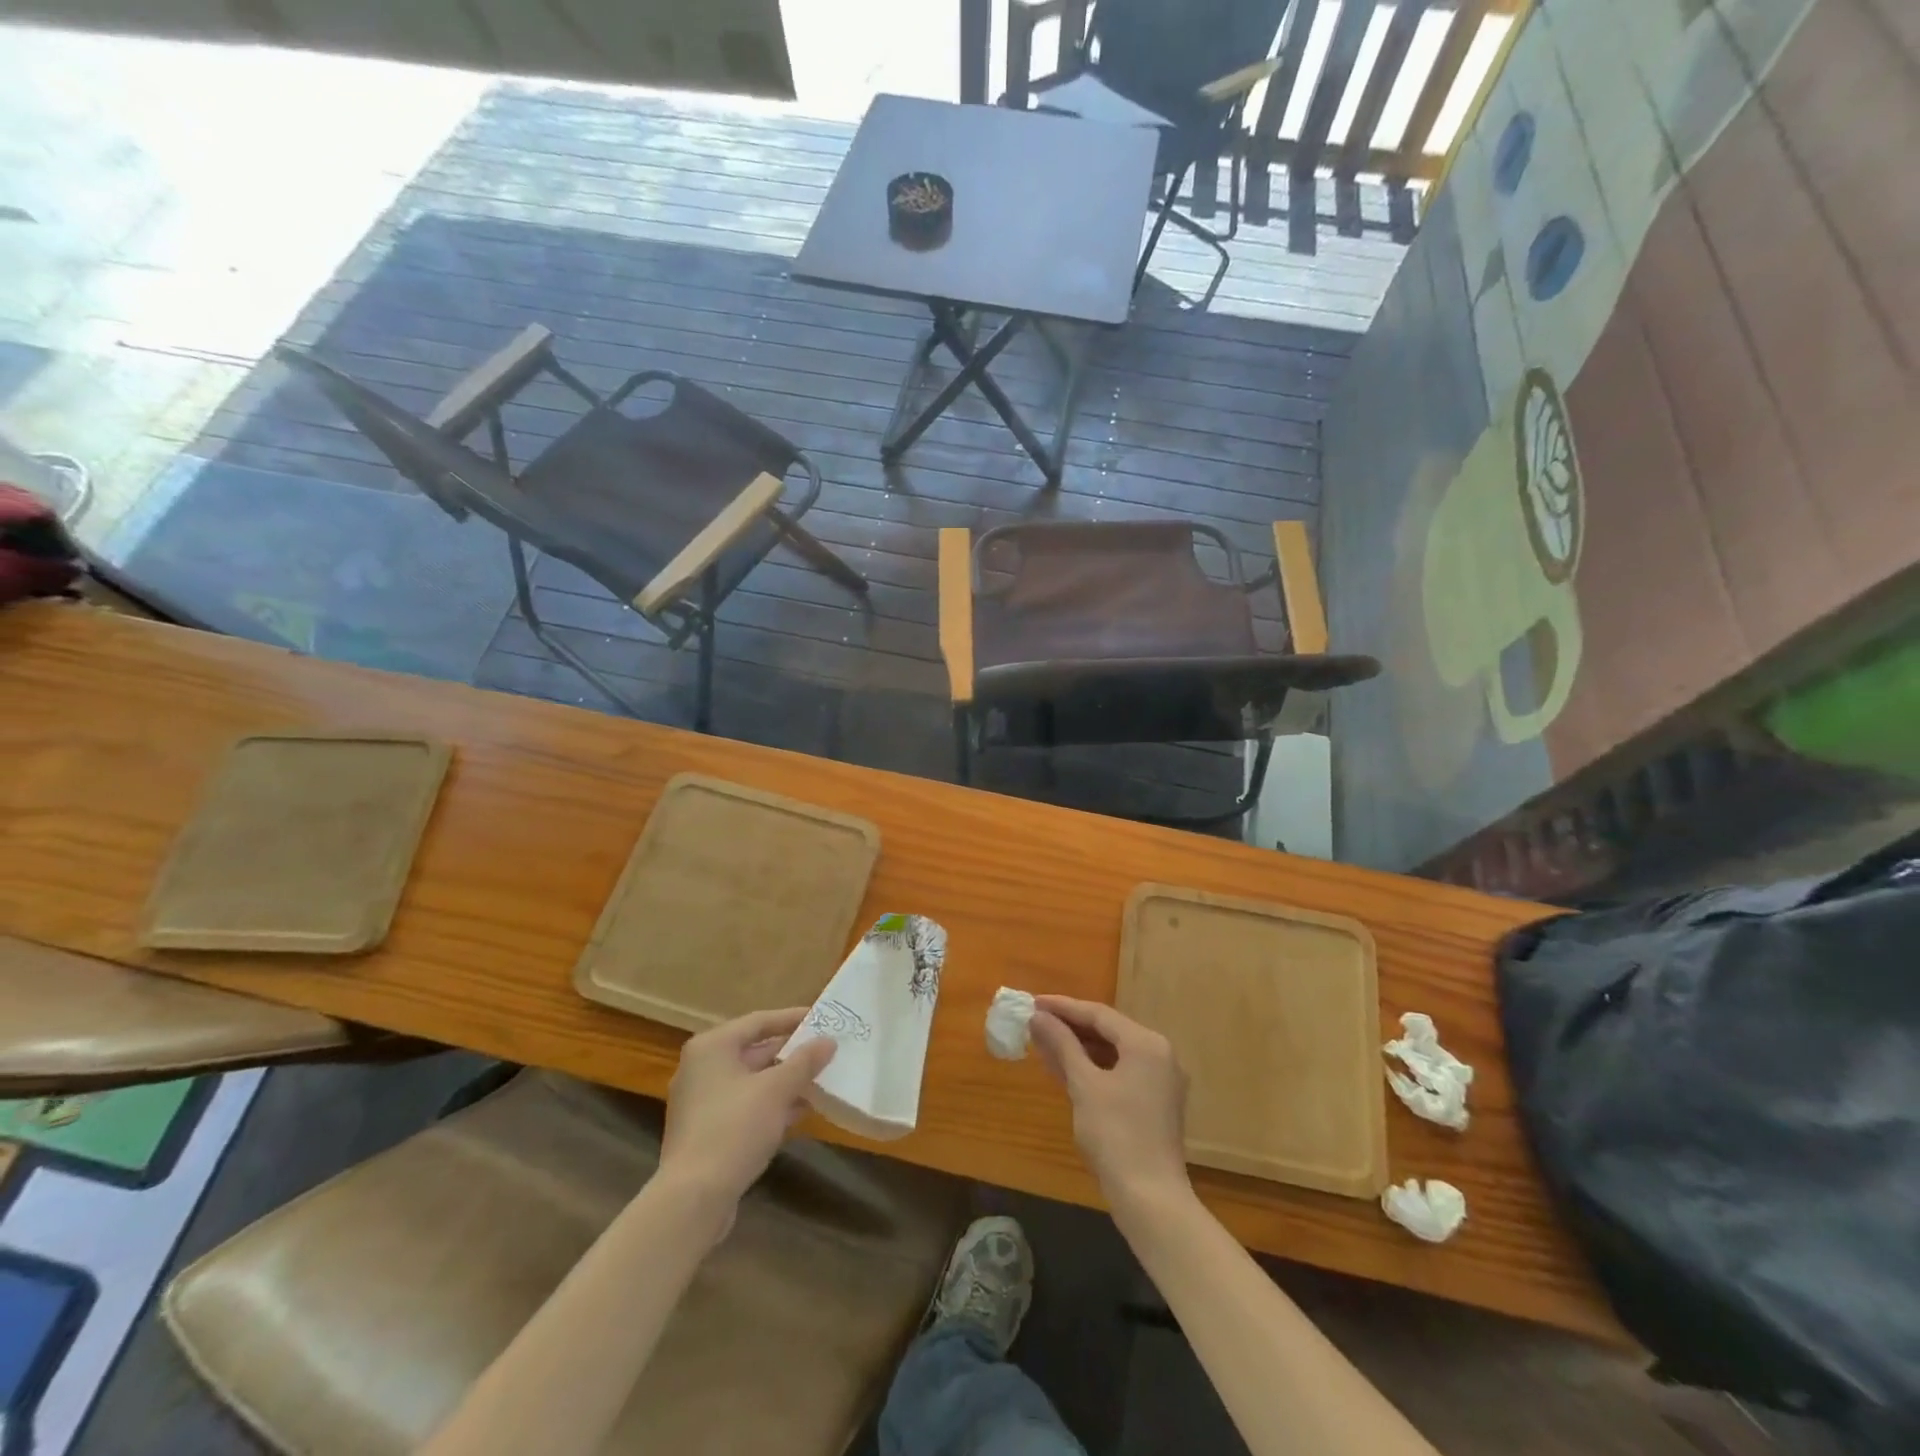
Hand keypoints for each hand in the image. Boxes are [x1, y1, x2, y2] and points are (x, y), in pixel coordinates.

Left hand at [660, 1008, 836, 1222]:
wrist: (693, 1198)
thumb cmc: (735, 1129)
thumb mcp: (776, 1090)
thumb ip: (804, 1062)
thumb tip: (829, 1041)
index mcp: (712, 1047)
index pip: (759, 1021)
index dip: (792, 1019)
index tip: (822, 1019)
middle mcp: (701, 1067)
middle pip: (753, 1051)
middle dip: (790, 1053)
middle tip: (824, 1051)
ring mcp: (700, 1101)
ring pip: (750, 1081)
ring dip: (784, 1081)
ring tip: (819, 1080)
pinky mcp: (704, 1131)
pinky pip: (744, 1105)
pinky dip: (770, 1104)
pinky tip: (799, 1112)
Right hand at [1030, 995, 1191, 1220]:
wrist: (1151, 1199)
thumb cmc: (1116, 1135)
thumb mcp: (1084, 1085)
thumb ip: (1062, 1045)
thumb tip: (1038, 1016)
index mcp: (1147, 1044)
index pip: (1099, 1014)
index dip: (1063, 1007)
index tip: (1033, 1002)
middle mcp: (1160, 1054)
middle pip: (1109, 1030)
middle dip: (1070, 1027)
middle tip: (1036, 1022)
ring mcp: (1161, 1080)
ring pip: (1114, 1052)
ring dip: (1080, 1048)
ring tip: (1044, 1044)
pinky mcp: (1157, 1103)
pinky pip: (1121, 1072)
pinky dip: (1094, 1068)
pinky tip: (1066, 1071)